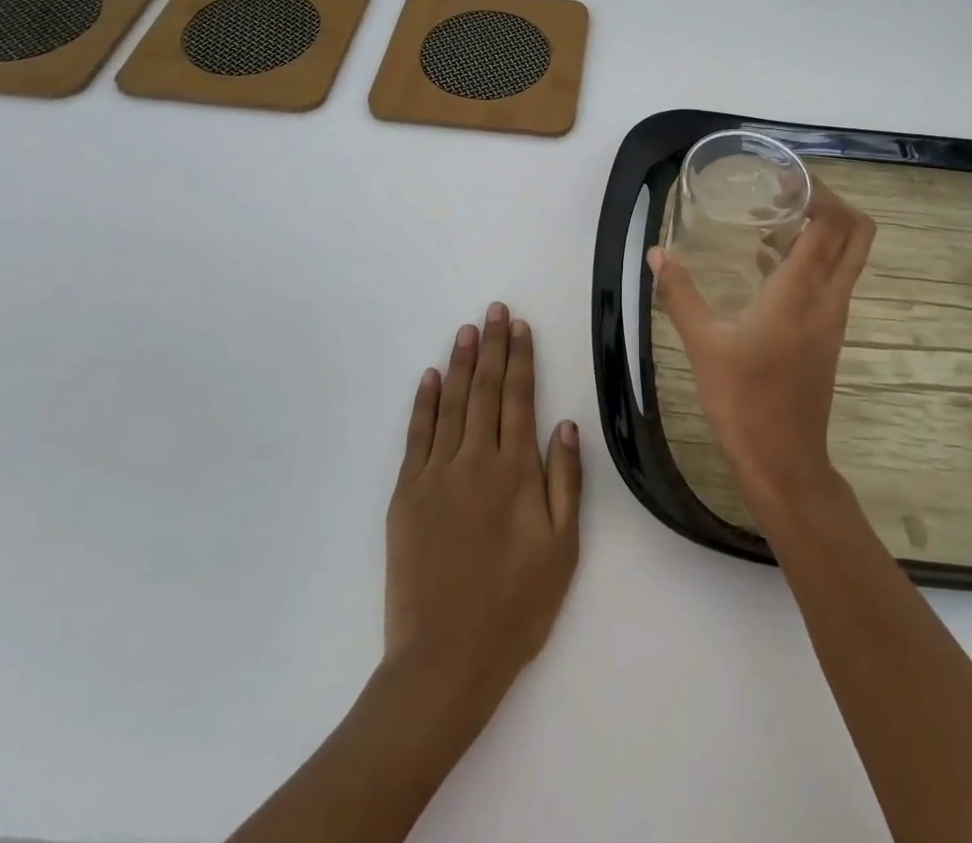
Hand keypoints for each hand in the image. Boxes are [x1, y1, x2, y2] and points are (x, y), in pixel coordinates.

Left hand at [384, 302, 582, 714]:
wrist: (444, 660)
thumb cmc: (515, 607)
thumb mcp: (562, 550)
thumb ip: (565, 482)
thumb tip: (566, 424)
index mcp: (515, 472)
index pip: (518, 399)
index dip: (520, 359)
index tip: (521, 327)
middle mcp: (474, 461)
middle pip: (484, 390)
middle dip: (492, 346)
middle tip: (495, 310)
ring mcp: (435, 475)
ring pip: (450, 404)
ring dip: (459, 363)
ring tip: (467, 330)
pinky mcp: (406, 494)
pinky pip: (416, 435)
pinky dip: (423, 403)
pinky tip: (429, 377)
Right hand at [649, 181, 874, 511]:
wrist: (784, 461)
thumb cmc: (744, 400)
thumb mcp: (703, 344)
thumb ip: (679, 294)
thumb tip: (656, 253)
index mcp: (802, 292)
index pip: (831, 223)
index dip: (817, 190)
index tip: (782, 176)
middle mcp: (829, 298)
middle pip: (857, 233)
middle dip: (831, 201)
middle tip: (787, 191)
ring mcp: (834, 317)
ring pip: (849, 256)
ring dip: (823, 228)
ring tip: (773, 218)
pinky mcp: (829, 334)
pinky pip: (833, 278)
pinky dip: (814, 256)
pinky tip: (768, 263)